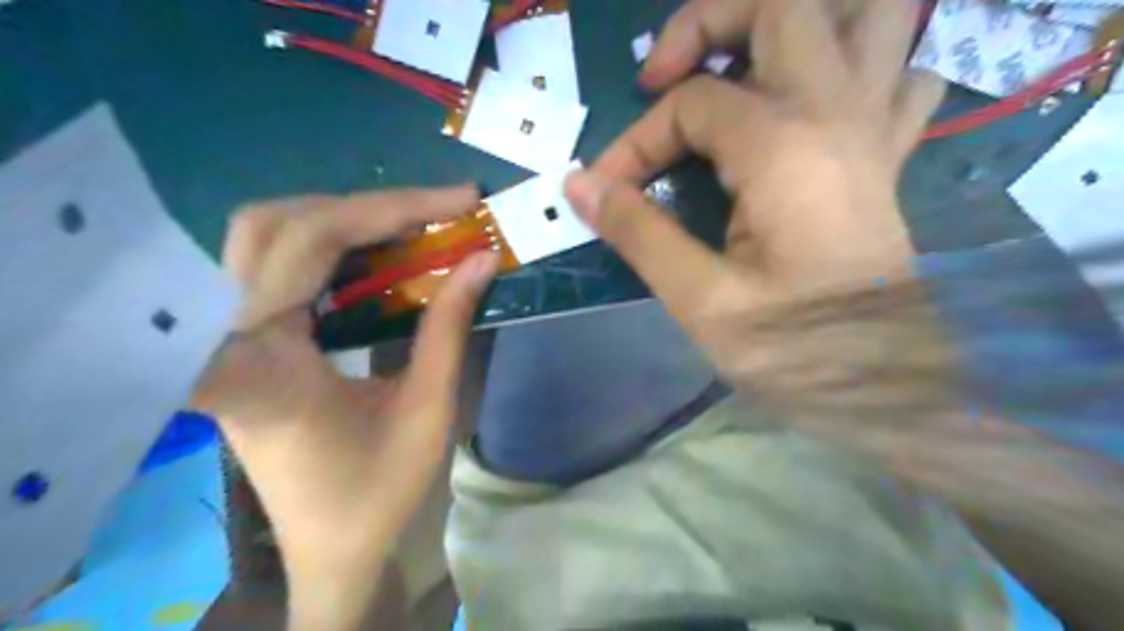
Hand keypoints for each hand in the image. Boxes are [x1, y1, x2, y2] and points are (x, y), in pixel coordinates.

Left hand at [193, 187, 494, 630]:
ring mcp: (229, 338)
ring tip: (414, 226)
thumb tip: (482, 258)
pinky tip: (379, 256)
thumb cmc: (377, 492)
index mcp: (264, 360)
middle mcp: (228, 337)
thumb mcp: (428, 409)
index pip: (309, 243)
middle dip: (366, 207)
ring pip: (266, 236)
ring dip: (344, 219)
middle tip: (438, 213)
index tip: (459, 204)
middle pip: (275, 224)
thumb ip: (449, 327)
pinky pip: (277, 267)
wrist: (329, 549)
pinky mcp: (247, 342)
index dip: (386, 210)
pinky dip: (332, 247)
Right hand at [566, 0, 941, 389]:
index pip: (690, 106)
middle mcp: (838, 114)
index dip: (635, 141)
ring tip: (742, 61)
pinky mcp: (886, 157)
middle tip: (664, 75)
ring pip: (869, 16)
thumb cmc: (797, 352)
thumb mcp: (702, 302)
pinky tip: (816, 102)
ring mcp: (874, 128)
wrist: (889, 389)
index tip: (606, 188)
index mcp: (784, 149)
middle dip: (709, 20)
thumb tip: (580, 184)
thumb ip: (638, 233)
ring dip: (800, 22)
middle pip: (785, 4)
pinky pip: (895, 75)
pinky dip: (858, 66)